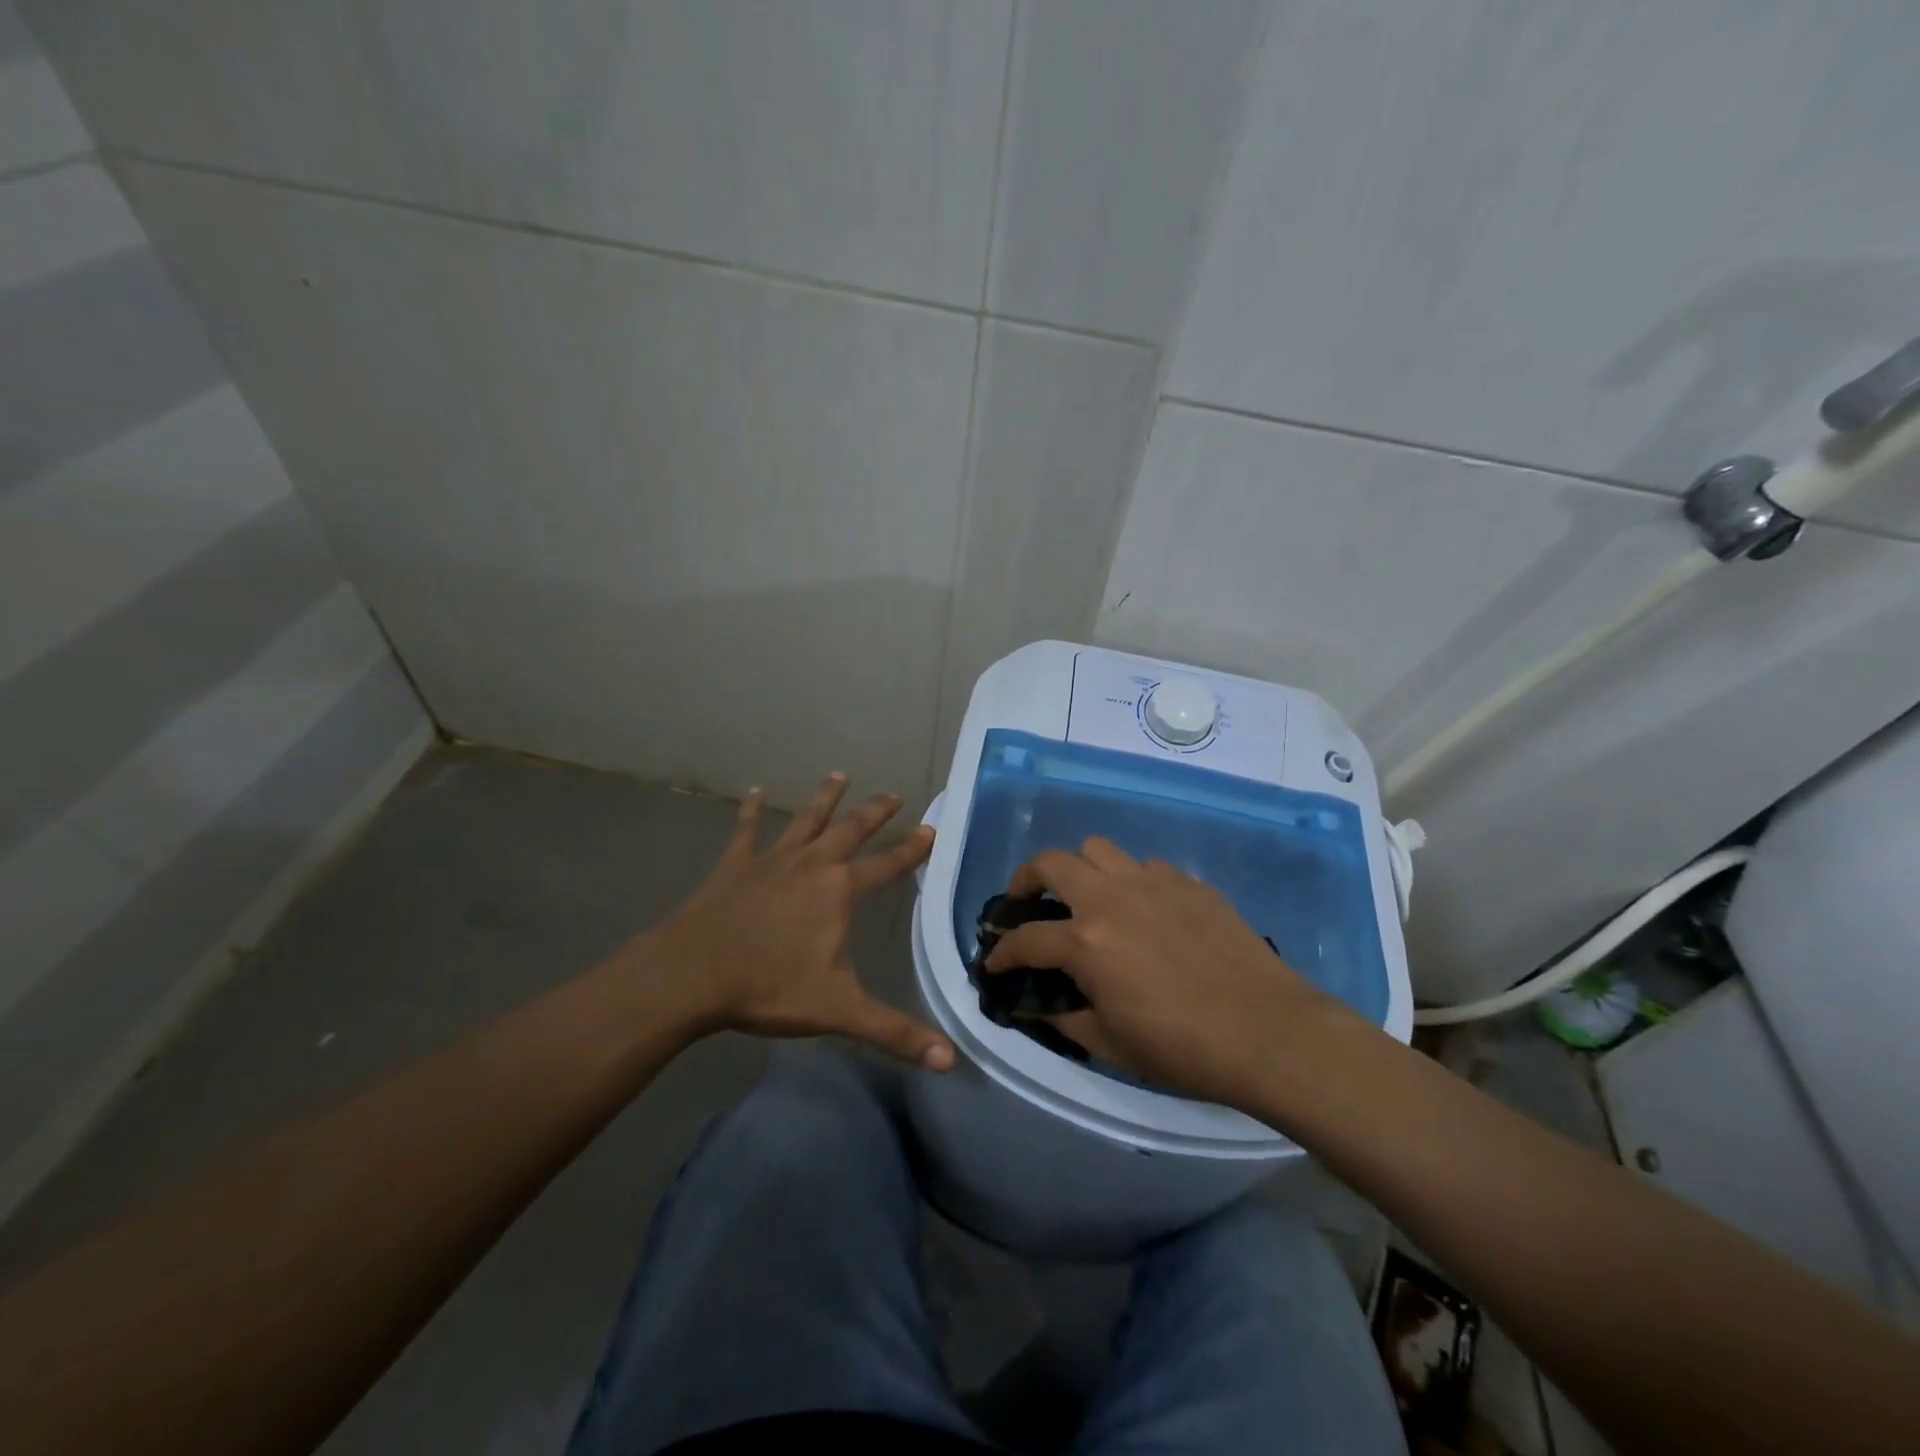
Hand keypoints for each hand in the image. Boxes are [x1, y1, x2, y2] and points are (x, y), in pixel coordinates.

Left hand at [637, 773, 954, 1070]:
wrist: (691, 975)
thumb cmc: (768, 988)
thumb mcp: (839, 1011)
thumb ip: (895, 1032)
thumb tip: (950, 1059)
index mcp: (839, 892)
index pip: (887, 865)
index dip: (912, 849)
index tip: (930, 828)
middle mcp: (811, 865)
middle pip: (850, 830)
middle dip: (874, 811)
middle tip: (893, 793)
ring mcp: (771, 860)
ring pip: (805, 820)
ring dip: (824, 798)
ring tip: (839, 775)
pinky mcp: (734, 866)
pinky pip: (746, 831)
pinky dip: (750, 811)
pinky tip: (752, 792)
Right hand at [984, 838, 1358, 1107]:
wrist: (1268, 1032)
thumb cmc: (1183, 1048)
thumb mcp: (1112, 1046)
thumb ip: (1067, 1019)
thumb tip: (1040, 1005)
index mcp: (1086, 941)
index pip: (1026, 939)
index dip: (1001, 952)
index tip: (993, 963)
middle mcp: (1111, 898)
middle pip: (1052, 863)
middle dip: (1026, 880)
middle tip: (1026, 903)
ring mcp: (1153, 883)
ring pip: (1099, 849)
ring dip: (1081, 869)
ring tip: (1087, 897)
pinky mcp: (1189, 883)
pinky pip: (1147, 867)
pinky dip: (1132, 882)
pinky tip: (1145, 911)